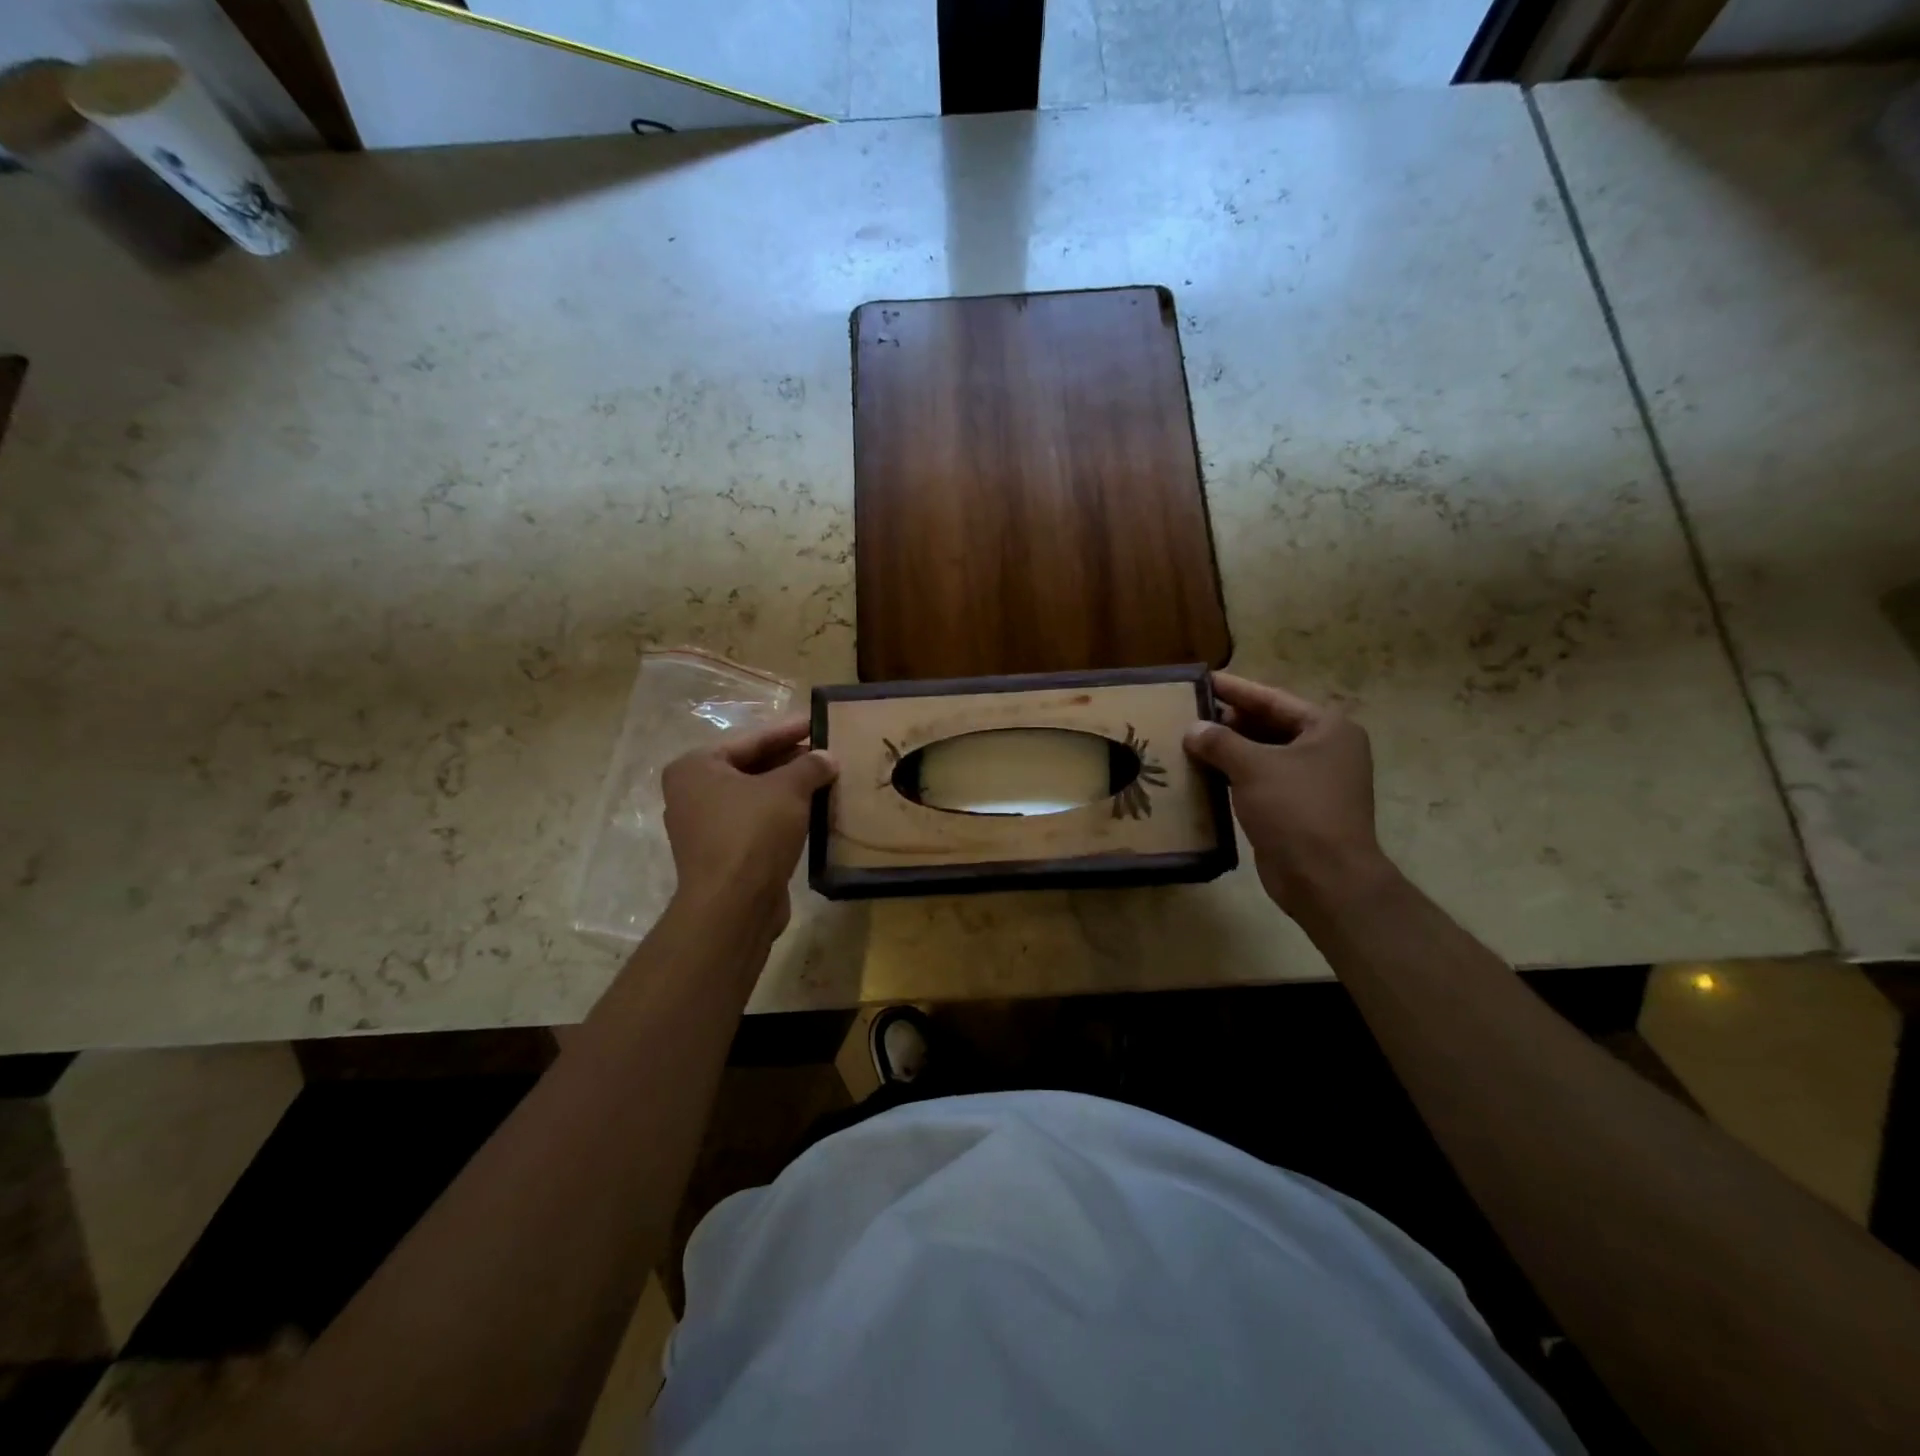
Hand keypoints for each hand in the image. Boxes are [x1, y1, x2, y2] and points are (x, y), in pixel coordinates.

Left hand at [661, 714, 836, 937]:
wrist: (733, 905)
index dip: (787, 730)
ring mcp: (703, 826)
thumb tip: (827, 757)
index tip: (816, 722)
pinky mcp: (720, 854)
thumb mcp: (788, 790)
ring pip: (754, 796)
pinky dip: (781, 814)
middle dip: (790, 760)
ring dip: (788, 789)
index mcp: (696, 767)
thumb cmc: (753, 832)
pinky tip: (811, 811)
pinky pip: (755, 822)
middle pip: (750, 767)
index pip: (751, 739)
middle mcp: (691, 793)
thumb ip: (809, 766)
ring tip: (825, 779)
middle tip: (826, 752)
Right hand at [1183, 674, 1395, 917]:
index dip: (1236, 689)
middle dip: (1230, 721)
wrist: (1324, 878)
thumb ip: (1220, 742)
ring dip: (1229, 750)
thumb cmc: (1296, 809)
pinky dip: (1235, 775)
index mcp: (1327, 728)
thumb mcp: (1253, 767)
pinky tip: (1204, 773)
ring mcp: (1313, 781)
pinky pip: (1261, 781)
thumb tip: (1193, 729)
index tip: (1203, 679)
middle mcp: (1326, 749)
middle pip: (1269, 725)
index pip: (1273, 699)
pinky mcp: (1297, 809)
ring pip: (1264, 755)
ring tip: (1189, 740)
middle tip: (1189, 712)